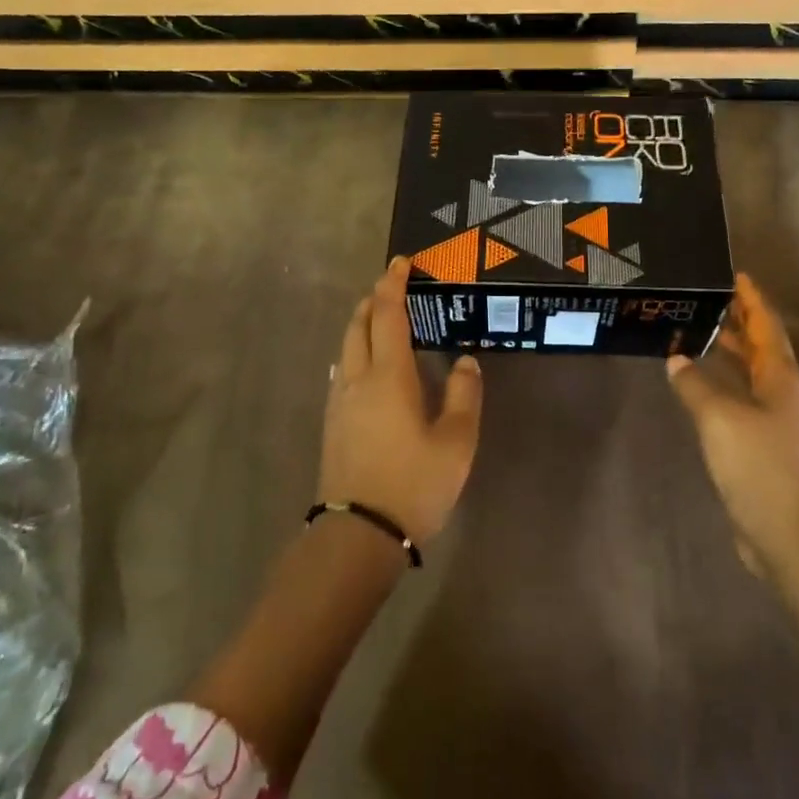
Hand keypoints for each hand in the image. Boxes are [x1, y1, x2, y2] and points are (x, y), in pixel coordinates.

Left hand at [320, 257, 483, 544]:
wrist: (358, 535)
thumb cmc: (413, 484)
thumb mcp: (456, 442)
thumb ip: (464, 395)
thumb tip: (466, 360)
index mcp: (388, 376)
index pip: (388, 315)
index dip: (394, 284)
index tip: (402, 263)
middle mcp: (357, 379)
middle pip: (358, 324)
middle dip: (374, 300)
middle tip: (394, 289)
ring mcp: (339, 401)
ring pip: (346, 347)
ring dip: (362, 325)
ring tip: (383, 323)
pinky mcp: (332, 422)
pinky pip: (343, 370)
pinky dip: (356, 351)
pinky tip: (368, 367)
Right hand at [666, 273, 798, 575]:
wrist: (787, 533)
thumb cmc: (759, 465)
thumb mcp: (719, 417)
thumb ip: (694, 384)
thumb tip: (677, 359)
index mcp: (782, 379)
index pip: (766, 327)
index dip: (751, 300)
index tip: (734, 275)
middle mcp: (783, 394)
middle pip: (761, 348)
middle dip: (738, 322)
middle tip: (708, 300)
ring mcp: (776, 422)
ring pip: (751, 374)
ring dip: (729, 352)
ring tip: (699, 333)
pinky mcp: (763, 446)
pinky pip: (741, 400)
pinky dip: (722, 383)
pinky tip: (699, 386)